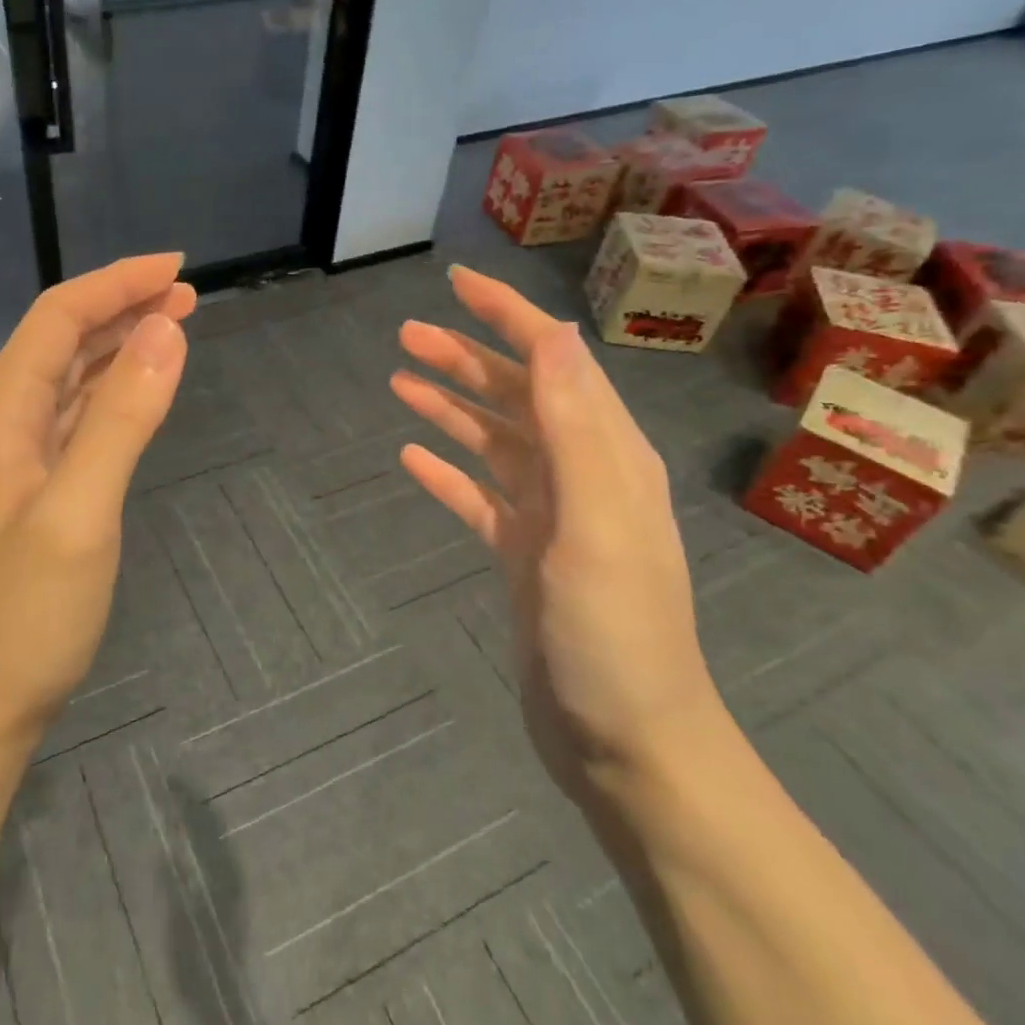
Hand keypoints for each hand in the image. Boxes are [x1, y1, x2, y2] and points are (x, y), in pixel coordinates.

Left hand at [0, 254, 194, 752]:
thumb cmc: (21, 618)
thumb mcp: (80, 514)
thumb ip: (122, 418)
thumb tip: (165, 331)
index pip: (60, 317)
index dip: (118, 283)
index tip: (178, 268)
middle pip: (62, 339)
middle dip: (123, 306)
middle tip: (187, 295)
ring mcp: (8, 457)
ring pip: (67, 377)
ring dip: (118, 345)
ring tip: (174, 327)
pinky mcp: (25, 489)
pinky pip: (70, 417)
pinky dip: (108, 391)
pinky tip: (135, 391)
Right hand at [389, 265, 718, 797]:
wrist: (624, 741)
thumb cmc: (614, 628)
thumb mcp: (598, 518)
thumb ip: (576, 423)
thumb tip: (554, 332)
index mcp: (605, 453)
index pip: (554, 362)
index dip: (509, 315)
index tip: (459, 284)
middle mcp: (580, 473)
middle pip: (516, 396)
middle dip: (465, 357)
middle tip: (405, 335)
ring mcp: (549, 517)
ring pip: (492, 442)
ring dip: (450, 408)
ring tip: (399, 381)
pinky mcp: (522, 556)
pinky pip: (477, 497)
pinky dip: (446, 473)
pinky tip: (410, 459)